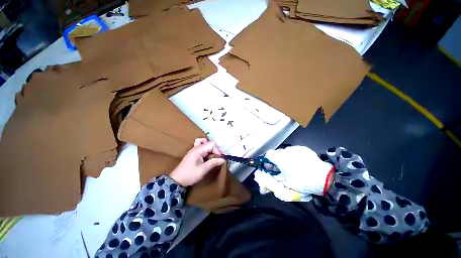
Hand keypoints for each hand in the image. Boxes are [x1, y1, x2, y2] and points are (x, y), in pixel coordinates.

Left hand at [170, 138, 224, 186]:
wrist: (176, 180)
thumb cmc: (190, 175)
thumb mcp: (203, 170)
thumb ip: (213, 163)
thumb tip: (223, 159)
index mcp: (198, 150)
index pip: (212, 144)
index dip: (217, 150)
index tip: (219, 159)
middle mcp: (196, 147)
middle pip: (209, 143)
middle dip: (215, 150)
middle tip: (217, 159)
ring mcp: (194, 149)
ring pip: (205, 143)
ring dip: (210, 149)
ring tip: (212, 156)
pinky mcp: (193, 153)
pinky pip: (201, 146)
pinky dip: (205, 148)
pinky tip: (206, 154)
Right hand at [265, 146, 333, 195]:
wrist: (324, 178)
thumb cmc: (302, 181)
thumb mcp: (285, 183)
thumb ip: (273, 178)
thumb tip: (266, 178)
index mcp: (280, 158)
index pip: (268, 154)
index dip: (267, 160)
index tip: (271, 167)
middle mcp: (286, 150)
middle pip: (276, 153)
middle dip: (276, 160)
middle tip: (281, 169)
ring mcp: (295, 148)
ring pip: (285, 152)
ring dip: (285, 158)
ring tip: (292, 166)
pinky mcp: (303, 149)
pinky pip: (294, 151)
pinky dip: (293, 156)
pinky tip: (300, 163)